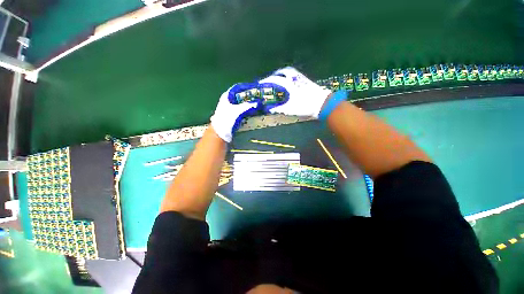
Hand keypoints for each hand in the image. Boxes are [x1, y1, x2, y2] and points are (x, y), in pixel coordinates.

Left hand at [210, 86, 258, 142]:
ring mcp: (230, 109)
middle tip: (259, 97)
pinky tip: (253, 111)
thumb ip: (247, 106)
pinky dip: (247, 110)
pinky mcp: (233, 116)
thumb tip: (258, 102)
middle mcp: (228, 101)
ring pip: (242, 104)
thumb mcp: (237, 111)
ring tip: (258, 104)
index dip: (246, 87)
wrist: (220, 133)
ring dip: (249, 104)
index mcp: (227, 96)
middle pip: (241, 96)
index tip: (255, 88)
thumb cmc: (226, 119)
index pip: (238, 88)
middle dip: (250, 97)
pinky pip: (242, 111)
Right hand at [258, 67, 331, 117]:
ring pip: (291, 72)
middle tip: (271, 79)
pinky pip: (296, 75)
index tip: (261, 83)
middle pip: (284, 71)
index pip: (276, 80)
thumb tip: (270, 109)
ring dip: (284, 74)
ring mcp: (302, 79)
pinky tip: (290, 82)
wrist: (323, 104)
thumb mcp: (290, 109)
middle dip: (276, 74)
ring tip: (280, 79)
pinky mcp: (307, 81)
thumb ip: (279, 109)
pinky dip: (290, 76)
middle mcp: (296, 79)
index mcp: (290, 84)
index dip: (267, 81)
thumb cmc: (306, 106)